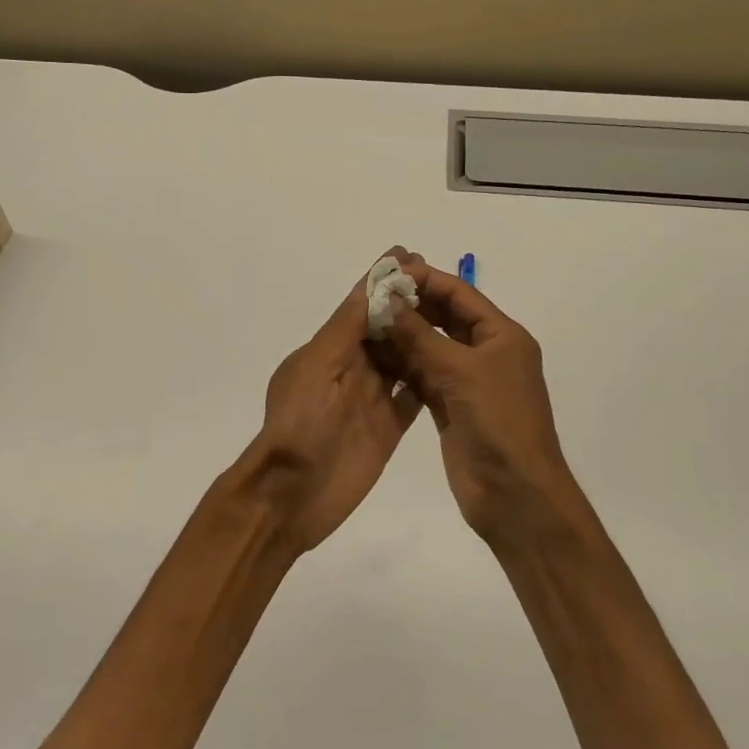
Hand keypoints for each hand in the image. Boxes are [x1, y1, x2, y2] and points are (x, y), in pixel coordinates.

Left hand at [239, 248, 425, 554]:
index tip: (409, 255)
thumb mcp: (318, 366)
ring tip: (454, 312)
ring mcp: (369, 399)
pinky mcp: (387, 427)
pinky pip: (412, 396)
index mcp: (327, 349)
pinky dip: (428, 378)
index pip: (358, 306)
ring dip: (420, 336)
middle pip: (383, 329)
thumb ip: (345, 328)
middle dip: (407, 304)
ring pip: (400, 359)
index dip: (382, 281)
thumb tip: (370, 285)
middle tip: (441, 280)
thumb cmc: (300, 423)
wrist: (293, 494)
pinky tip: (453, 361)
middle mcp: (349, 369)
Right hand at [383, 262, 585, 545]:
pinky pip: (421, 376)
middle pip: (444, 318)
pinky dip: (400, 365)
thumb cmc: (498, 422)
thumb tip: (388, 298)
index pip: (460, 294)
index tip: (388, 272)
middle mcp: (486, 353)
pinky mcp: (449, 407)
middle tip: (370, 295)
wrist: (514, 494)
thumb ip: (420, 334)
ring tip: (364, 320)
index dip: (425, 280)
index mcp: (502, 336)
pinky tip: (372, 354)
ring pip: (429, 347)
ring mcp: (467, 382)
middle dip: (410, 305)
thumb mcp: (460, 370)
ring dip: (401, 335)